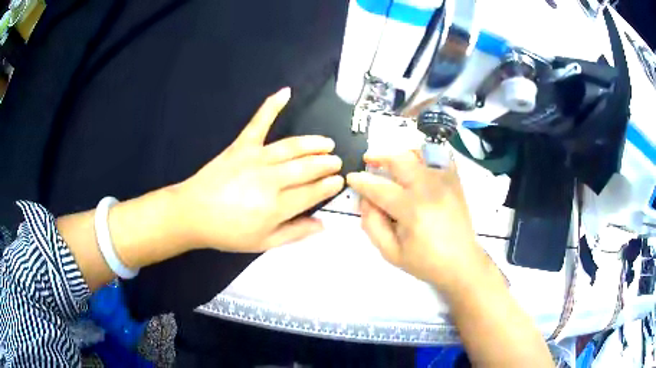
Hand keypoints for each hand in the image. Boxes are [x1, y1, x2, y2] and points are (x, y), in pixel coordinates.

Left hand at [172, 88, 343, 251]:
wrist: (193, 213)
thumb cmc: (227, 232)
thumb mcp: (263, 243)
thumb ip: (294, 233)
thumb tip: (322, 224)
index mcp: (277, 206)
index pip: (312, 192)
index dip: (328, 186)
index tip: (338, 181)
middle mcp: (271, 179)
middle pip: (306, 168)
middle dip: (325, 164)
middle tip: (336, 162)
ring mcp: (256, 158)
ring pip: (292, 147)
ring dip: (313, 143)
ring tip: (327, 143)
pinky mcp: (241, 145)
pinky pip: (259, 122)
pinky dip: (272, 106)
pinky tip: (285, 92)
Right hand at [347, 151, 486, 293]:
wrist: (461, 263)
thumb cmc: (425, 262)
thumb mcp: (391, 252)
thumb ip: (372, 225)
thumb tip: (365, 200)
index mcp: (411, 209)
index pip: (379, 188)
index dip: (362, 181)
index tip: (351, 177)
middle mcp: (429, 188)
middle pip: (399, 161)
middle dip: (379, 157)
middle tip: (367, 160)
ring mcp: (445, 181)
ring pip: (419, 154)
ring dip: (400, 154)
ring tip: (391, 159)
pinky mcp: (455, 182)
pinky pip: (440, 157)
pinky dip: (426, 154)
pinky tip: (417, 162)